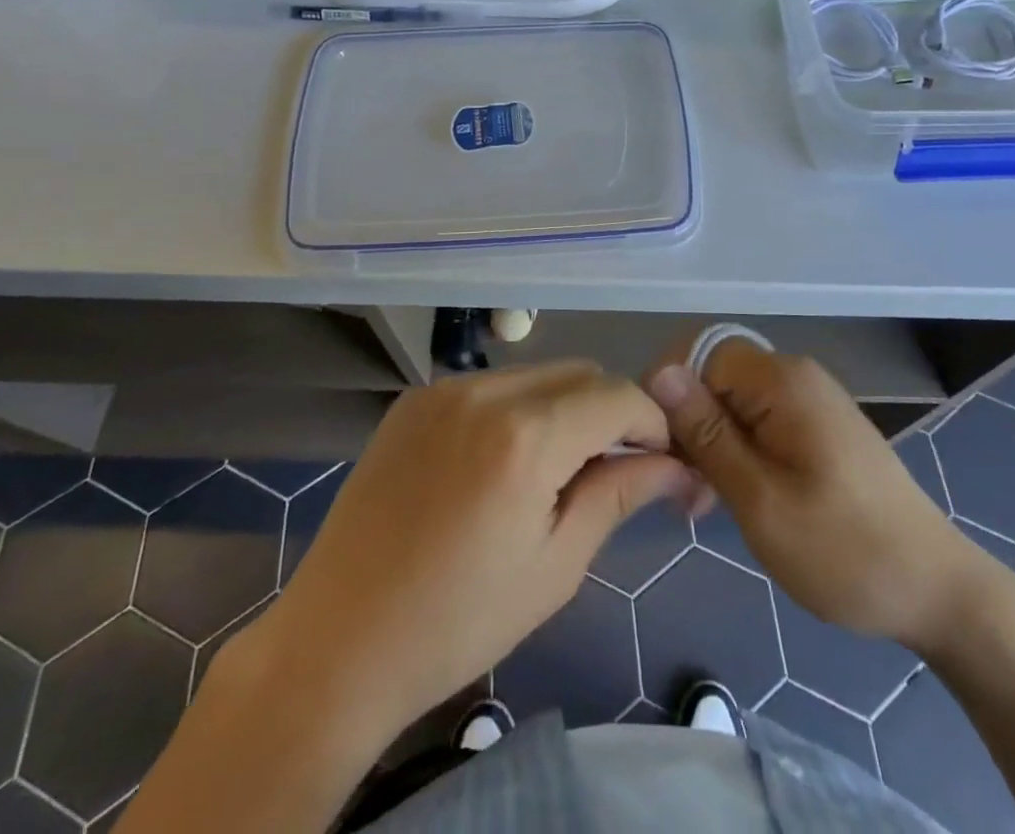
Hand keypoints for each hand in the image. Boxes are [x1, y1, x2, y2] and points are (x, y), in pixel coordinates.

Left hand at [265, 361, 696, 741]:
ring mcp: (444, 388)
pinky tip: (504, 462)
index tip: (662, 460)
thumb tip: (677, 465)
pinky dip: (518, 408)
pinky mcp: (415, 399)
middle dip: (611, 410)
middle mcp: (486, 391)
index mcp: (525, 436)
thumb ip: (619, 494)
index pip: (617, 396)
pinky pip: (491, 385)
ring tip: (557, 468)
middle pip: (580, 372)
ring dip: (565, 407)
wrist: (338, 642)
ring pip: (536, 374)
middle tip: (614, 467)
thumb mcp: (556, 565)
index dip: (652, 422)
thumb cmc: (458, 621)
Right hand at [647, 337, 985, 654]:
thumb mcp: (761, 499)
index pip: (699, 355)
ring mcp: (812, 401)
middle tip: (685, 493)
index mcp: (782, 381)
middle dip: (690, 427)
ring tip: (704, 505)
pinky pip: (761, 422)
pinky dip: (740, 453)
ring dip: (713, 446)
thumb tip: (660, 372)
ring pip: (736, 404)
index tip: (661, 452)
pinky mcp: (820, 428)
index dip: (671, 397)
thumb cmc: (843, 550)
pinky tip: (737, 499)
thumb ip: (707, 434)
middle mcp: (796, 377)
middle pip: (716, 378)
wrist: (937, 591)